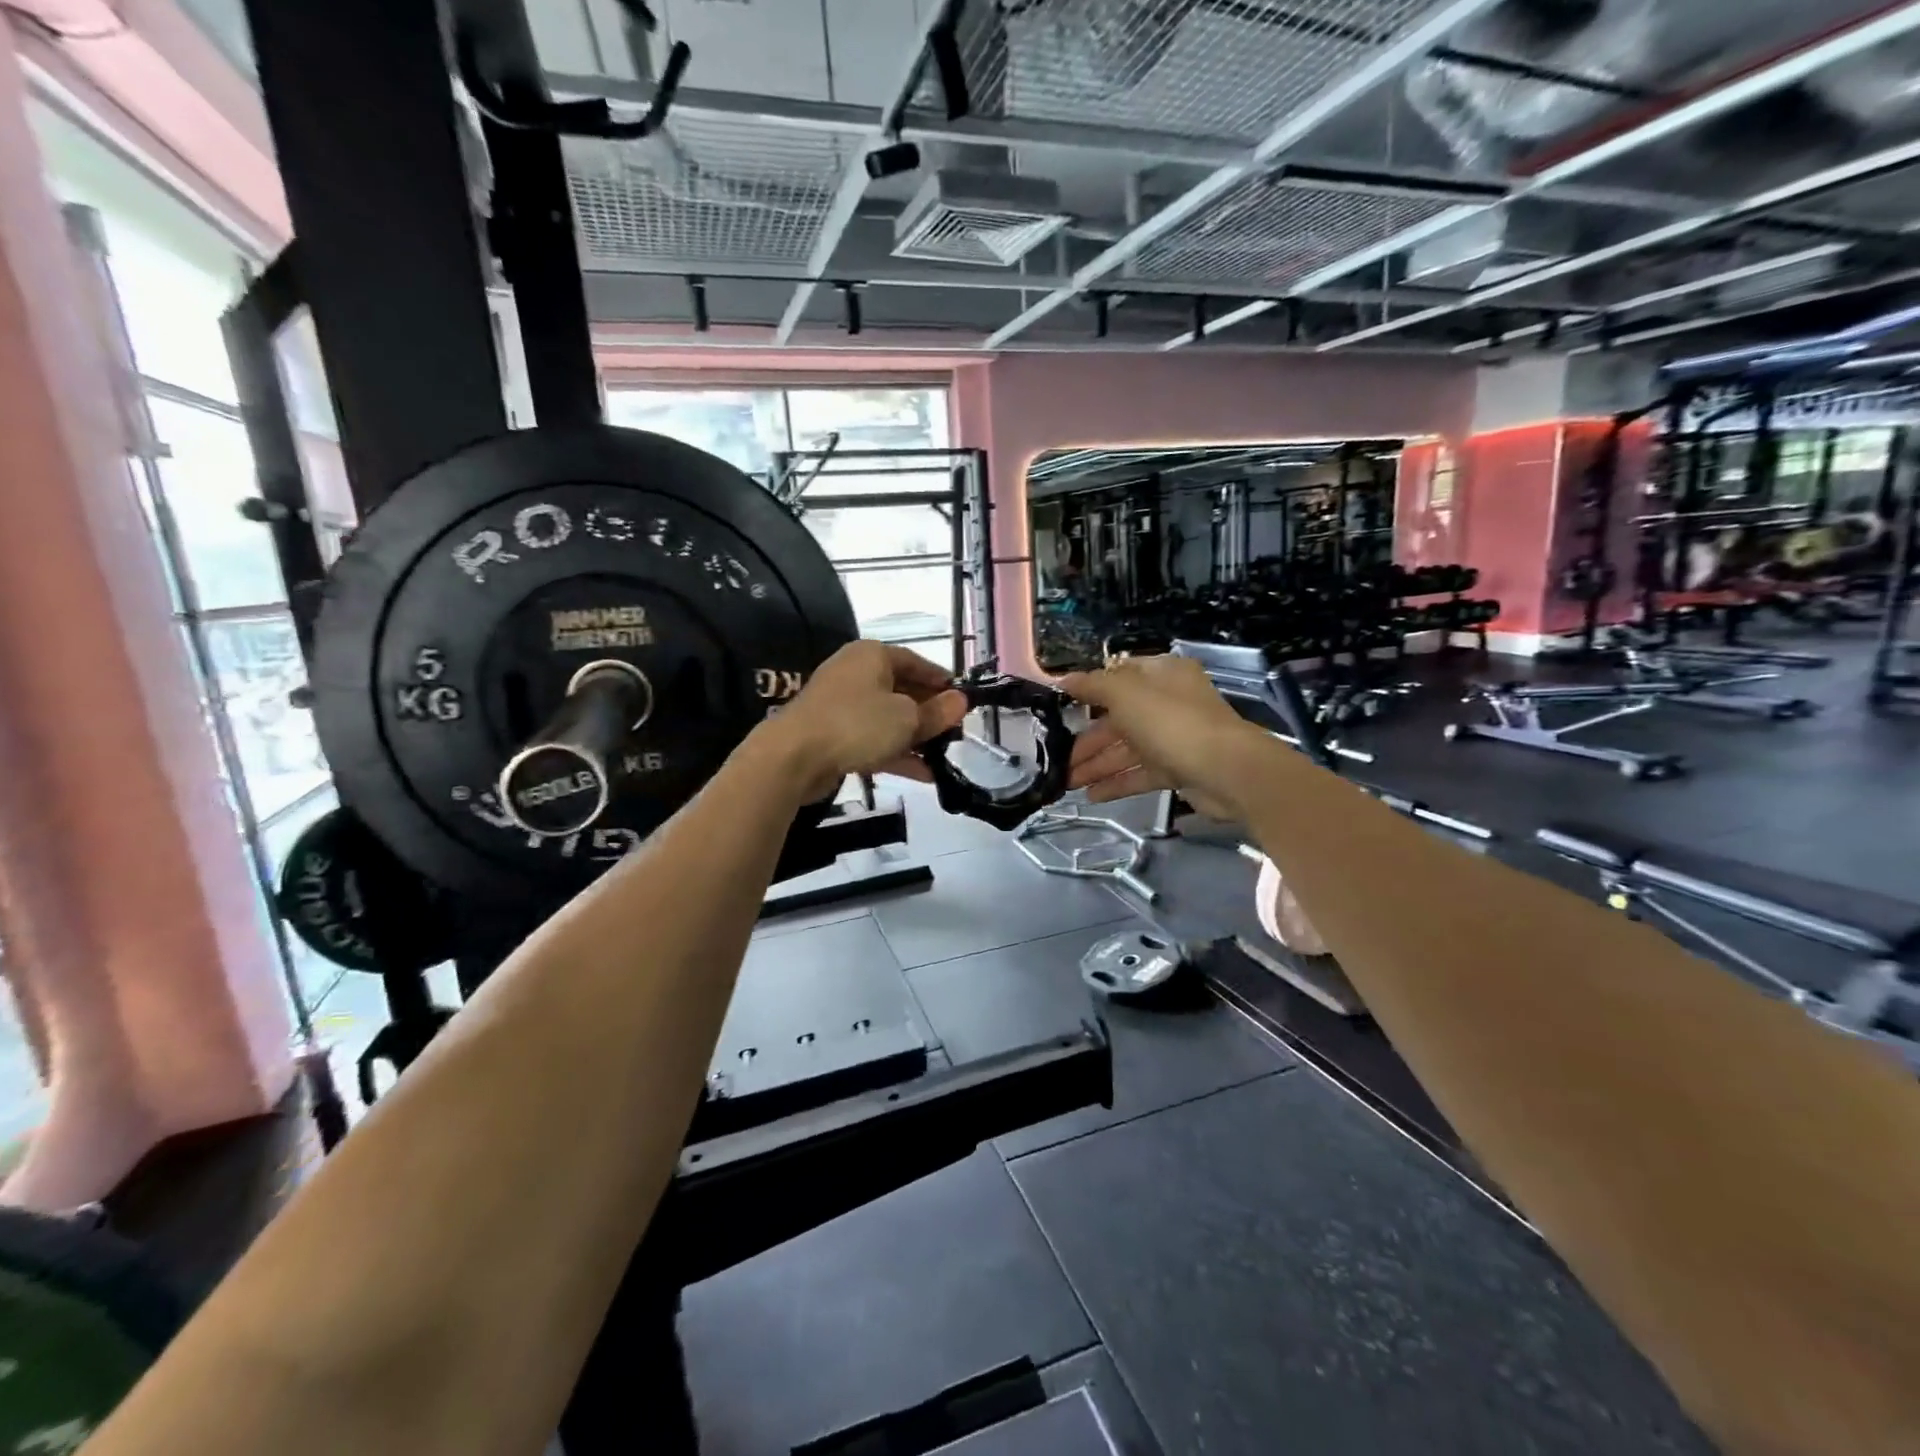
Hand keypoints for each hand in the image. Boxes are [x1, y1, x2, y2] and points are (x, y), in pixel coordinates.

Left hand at [758, 641, 968, 801]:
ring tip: (944, 757)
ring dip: (915, 738)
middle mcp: (856, 674)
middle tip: (955, 731)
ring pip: (888, 718)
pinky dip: (896, 753)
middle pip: (902, 690)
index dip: (941, 680)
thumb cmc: (857, 724)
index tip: (962, 699)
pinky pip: (873, 739)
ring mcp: (842, 705)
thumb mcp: (907, 718)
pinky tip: (923, 774)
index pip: (916, 661)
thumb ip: (936, 712)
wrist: (794, 756)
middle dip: (929, 712)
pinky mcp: (833, 734)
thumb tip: (961, 701)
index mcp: (872, 655)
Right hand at [1061, 655, 1265, 819]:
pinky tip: (1091, 796)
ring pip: (1127, 749)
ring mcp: (1174, 737)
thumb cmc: (1172, 722)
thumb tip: (1063, 680)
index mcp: (1161, 675)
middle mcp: (1168, 702)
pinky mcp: (1178, 769)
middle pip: (1118, 718)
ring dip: (1096, 765)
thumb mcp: (1126, 694)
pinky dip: (1117, 783)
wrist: (1227, 771)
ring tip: (1065, 783)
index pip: (1118, 677)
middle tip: (1057, 758)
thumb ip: (1092, 686)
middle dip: (1087, 739)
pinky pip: (1140, 773)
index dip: (1088, 691)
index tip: (1060, 708)